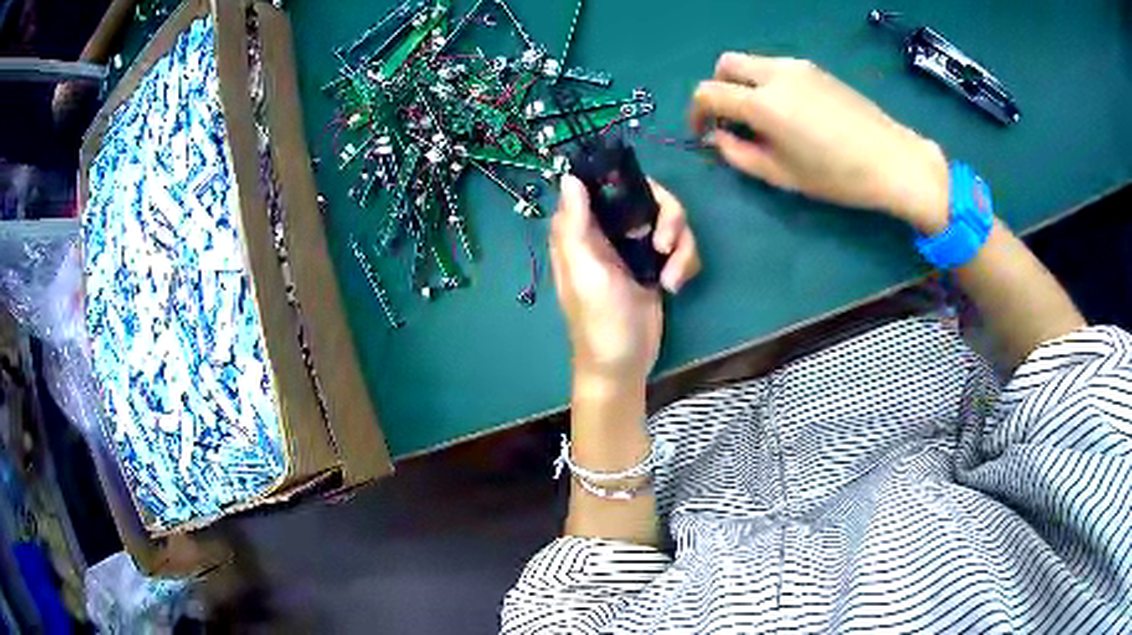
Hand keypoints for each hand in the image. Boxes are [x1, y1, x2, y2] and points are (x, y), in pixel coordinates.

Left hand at [549, 175, 700, 387]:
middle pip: (648, 196)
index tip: (644, 196)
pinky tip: (674, 286)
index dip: (625, 180)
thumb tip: (569, 175)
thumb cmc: (599, 320)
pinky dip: (684, 261)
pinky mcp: (657, 262)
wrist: (625, 363)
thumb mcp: (584, 271)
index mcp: (583, 229)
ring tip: (671, 278)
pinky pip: (680, 243)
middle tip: (664, 245)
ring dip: (680, 245)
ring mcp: (635, 246)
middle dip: (667, 217)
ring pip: (670, 219)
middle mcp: (609, 231)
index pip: (604, 184)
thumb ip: (575, 224)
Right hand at [691, 52, 950, 233]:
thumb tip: (719, 138)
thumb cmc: (838, 177)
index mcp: (764, 104)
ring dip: (744, 85)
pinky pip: (777, 67)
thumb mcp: (783, 175)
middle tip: (730, 119)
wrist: (893, 160)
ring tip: (764, 119)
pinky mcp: (816, 69)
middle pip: (725, 65)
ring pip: (752, 63)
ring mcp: (798, 66)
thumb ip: (740, 155)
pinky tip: (790, 112)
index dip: (696, 113)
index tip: (704, 134)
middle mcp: (775, 74)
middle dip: (718, 89)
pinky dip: (767, 83)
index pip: (708, 93)